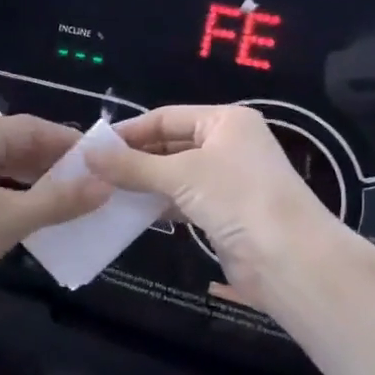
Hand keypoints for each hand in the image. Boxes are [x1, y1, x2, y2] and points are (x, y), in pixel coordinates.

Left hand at [0, 115, 109, 299]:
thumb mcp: (9, 220)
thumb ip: (59, 200)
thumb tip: (106, 185)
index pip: (30, 127)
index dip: (67, 140)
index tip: (103, 158)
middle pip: (19, 146)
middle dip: (56, 162)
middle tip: (96, 180)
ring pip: (8, 170)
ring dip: (40, 182)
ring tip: (78, 198)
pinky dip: (22, 199)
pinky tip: (44, 217)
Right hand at [82, 105, 331, 308]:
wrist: (288, 257)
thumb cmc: (237, 197)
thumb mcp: (180, 174)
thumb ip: (132, 166)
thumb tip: (87, 156)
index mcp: (225, 120)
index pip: (166, 116)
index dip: (129, 131)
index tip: (92, 147)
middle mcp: (228, 144)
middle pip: (170, 144)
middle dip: (134, 158)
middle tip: (92, 172)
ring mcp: (227, 179)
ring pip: (174, 174)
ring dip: (143, 182)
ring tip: (103, 192)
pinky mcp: (223, 211)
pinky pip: (182, 199)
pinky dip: (158, 203)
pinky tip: (129, 211)